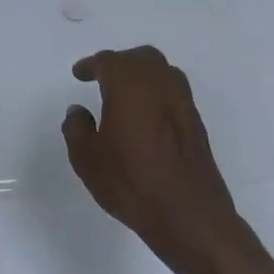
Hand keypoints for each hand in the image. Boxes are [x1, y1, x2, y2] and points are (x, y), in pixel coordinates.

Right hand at [62, 46, 254, 273]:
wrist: (187, 215)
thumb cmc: (130, 183)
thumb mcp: (87, 159)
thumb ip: (77, 129)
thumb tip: (79, 111)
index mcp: (130, 89)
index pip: (109, 62)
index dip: (91, 65)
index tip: (79, 74)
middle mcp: (160, 88)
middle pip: (142, 58)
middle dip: (120, 62)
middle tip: (102, 76)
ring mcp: (183, 105)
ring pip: (163, 72)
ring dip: (142, 74)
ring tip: (123, 93)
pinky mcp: (196, 124)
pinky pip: (174, 93)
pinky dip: (156, 92)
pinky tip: (144, 114)